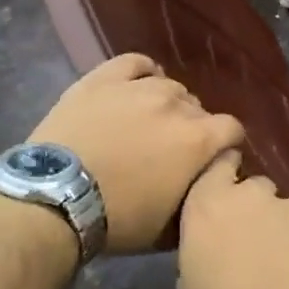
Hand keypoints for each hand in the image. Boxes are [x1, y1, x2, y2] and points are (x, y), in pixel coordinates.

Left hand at [27, 55, 242, 253]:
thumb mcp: (172, 225)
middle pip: (199, 109)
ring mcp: (139, 87)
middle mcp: (176, 105)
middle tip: (171, 150)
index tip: (211, 160)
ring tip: (148, 122)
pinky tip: (138, 86)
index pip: (232, 129)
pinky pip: (135, 63)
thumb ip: (200, 194)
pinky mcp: (103, 78)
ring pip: (169, 86)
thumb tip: (211, 180)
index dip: (225, 145)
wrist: (55, 200)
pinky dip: (143, 73)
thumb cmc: (118, 220)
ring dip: (167, 104)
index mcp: (199, 139)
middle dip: (193, 128)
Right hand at [176, 152, 288, 288]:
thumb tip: (215, 244)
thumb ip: (200, 248)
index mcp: (208, 205)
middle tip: (252, 244)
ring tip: (285, 265)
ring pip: (285, 210)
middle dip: (252, 208)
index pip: (217, 166)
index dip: (223, 176)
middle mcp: (252, 194)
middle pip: (253, 188)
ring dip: (281, 229)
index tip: (225, 192)